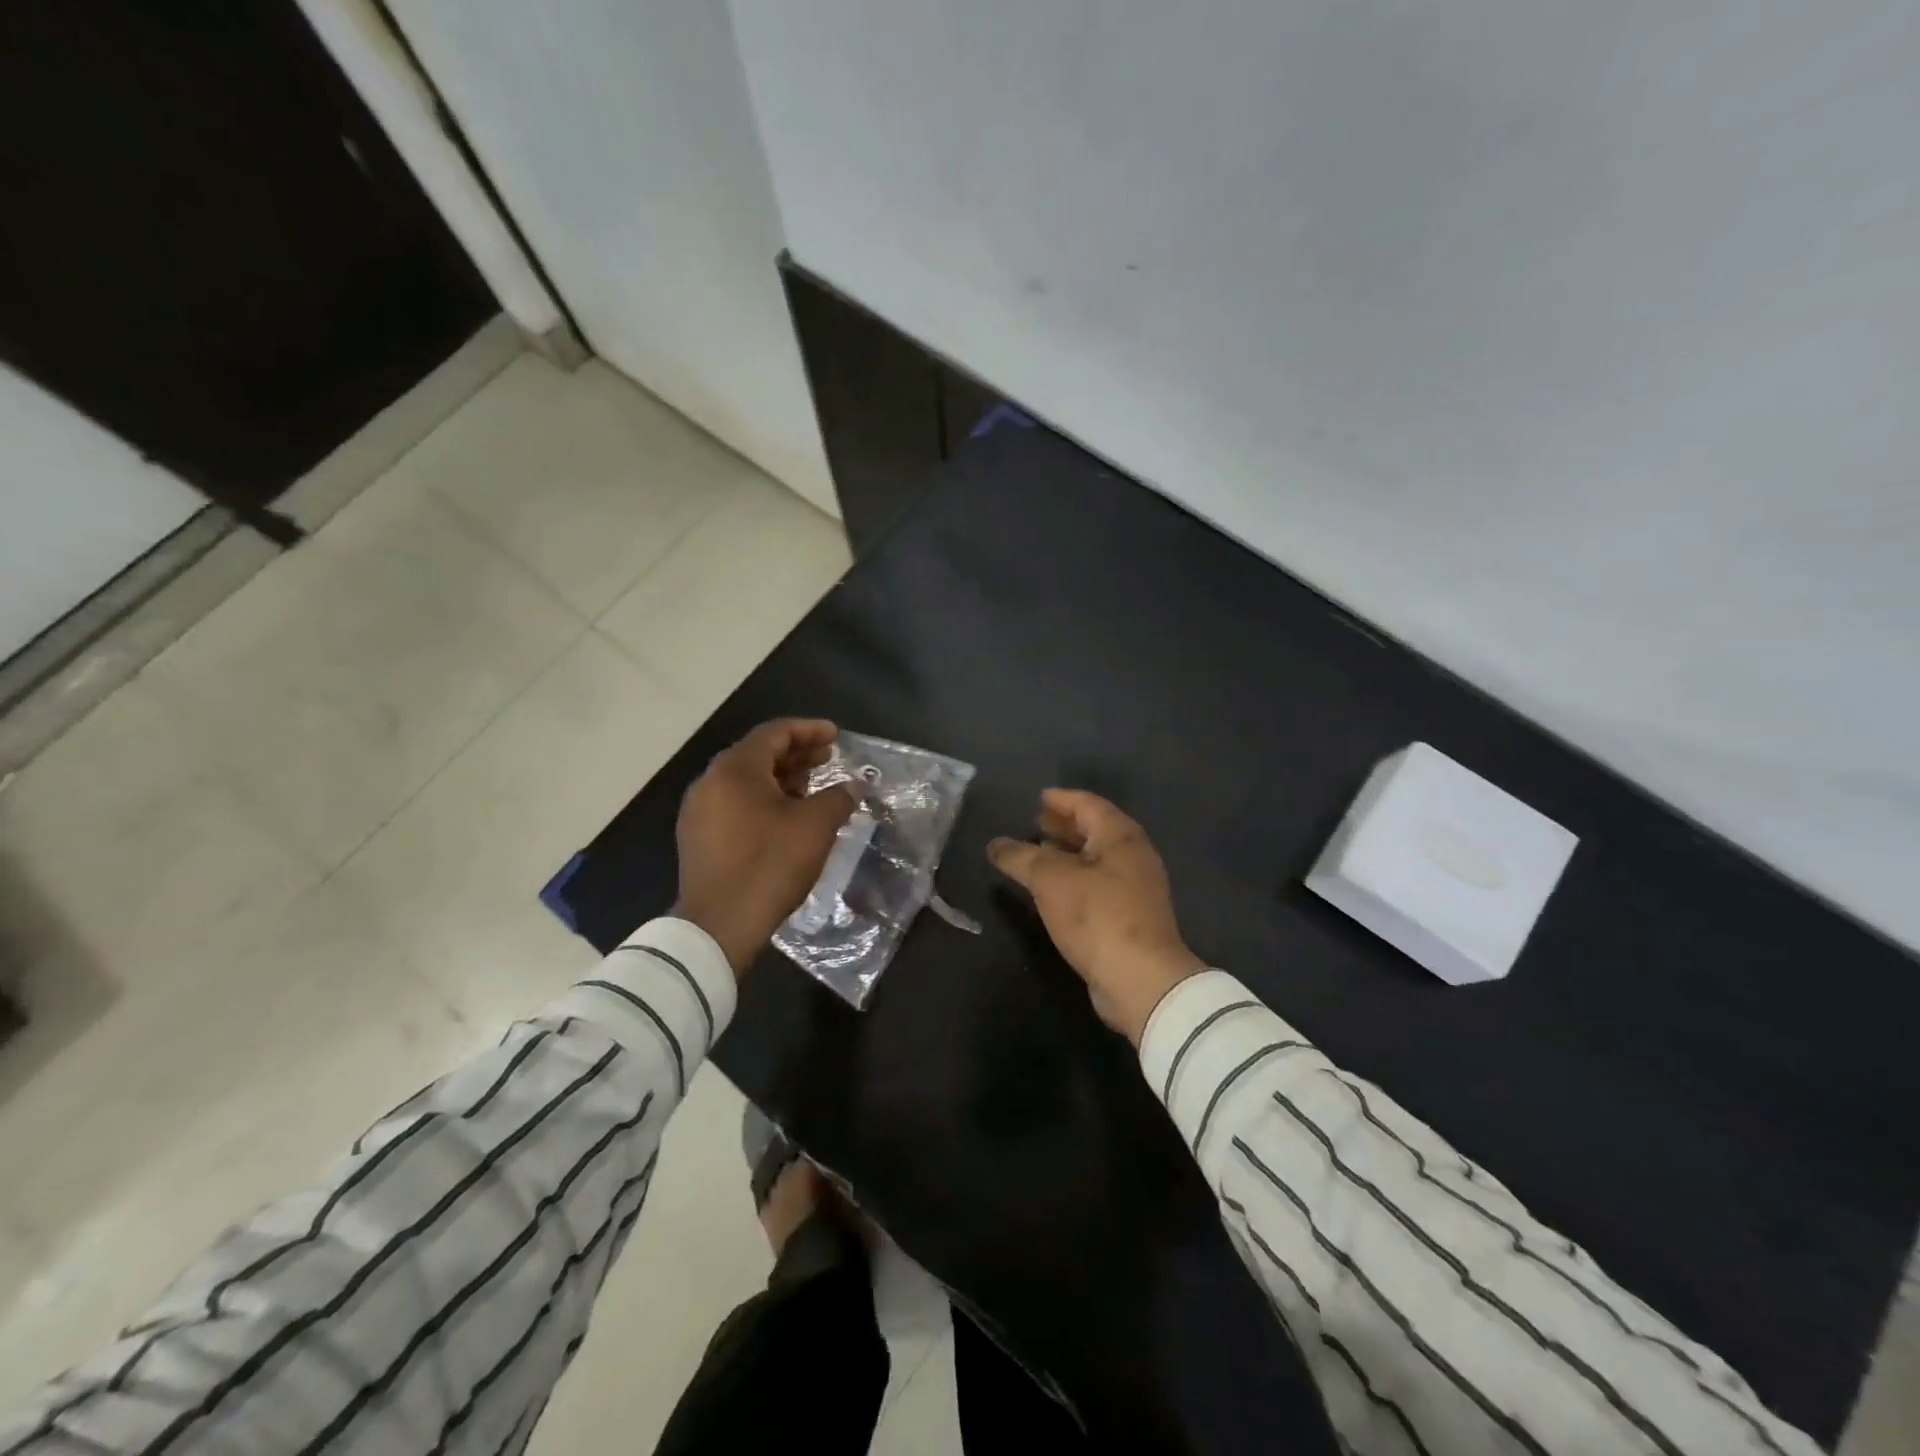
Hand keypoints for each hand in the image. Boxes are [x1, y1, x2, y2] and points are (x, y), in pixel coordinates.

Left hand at [674, 719, 858, 975]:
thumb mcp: (815, 826)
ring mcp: (699, 811)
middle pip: (758, 754)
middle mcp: (710, 782)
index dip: (809, 730)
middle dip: (796, 754)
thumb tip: (856, 786)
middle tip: (828, 758)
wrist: (719, 925)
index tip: (835, 735)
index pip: (774, 733)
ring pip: (746, 781)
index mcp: (735, 769)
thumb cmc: (769, 864)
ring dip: (781, 778)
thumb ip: (838, 797)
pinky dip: (763, 800)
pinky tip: (787, 817)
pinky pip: (735, 804)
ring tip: (812, 787)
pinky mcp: (698, 838)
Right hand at [989, 790, 1204, 1043]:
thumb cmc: (1097, 916)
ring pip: (1097, 858)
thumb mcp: (1050, 880)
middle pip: (1096, 830)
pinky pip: (1099, 884)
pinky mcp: (1132, 917)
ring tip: (1039, 852)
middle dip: (1065, 825)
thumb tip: (995, 844)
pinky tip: (1054, 890)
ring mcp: (1137, 888)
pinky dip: (1076, 877)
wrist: (1141, 979)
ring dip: (1069, 852)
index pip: (1088, 804)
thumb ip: (1021, 857)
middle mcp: (1134, 856)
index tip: (1039, 798)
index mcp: (1120, 836)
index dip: (1061, 799)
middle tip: (1036, 822)